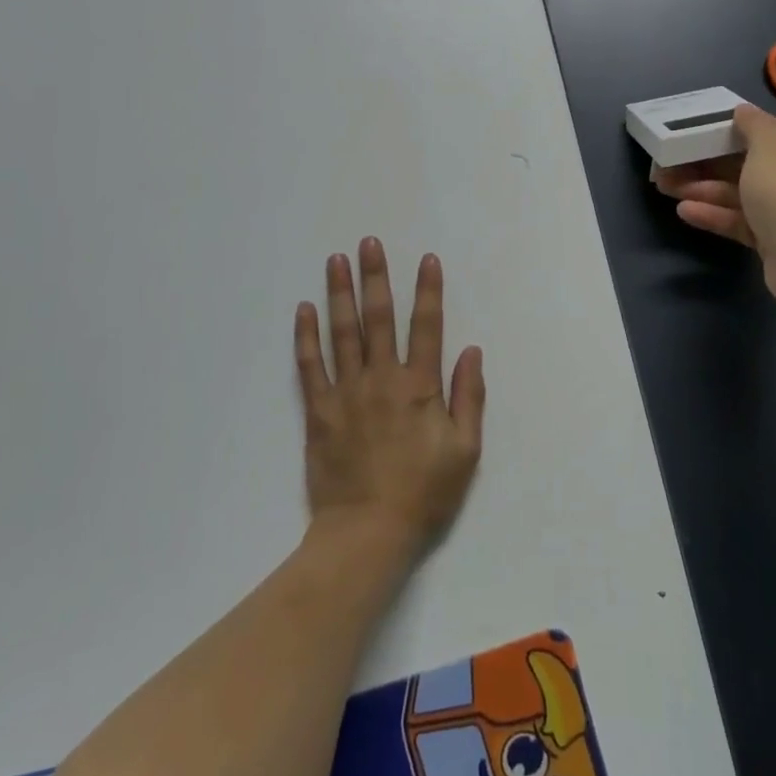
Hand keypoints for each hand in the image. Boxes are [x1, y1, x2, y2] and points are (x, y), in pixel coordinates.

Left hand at [294, 239, 485, 555]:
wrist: (367, 532)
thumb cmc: (423, 494)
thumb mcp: (464, 451)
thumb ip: (469, 398)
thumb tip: (471, 352)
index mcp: (419, 387)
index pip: (426, 327)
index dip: (428, 291)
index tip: (426, 259)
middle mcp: (382, 379)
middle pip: (378, 318)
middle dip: (375, 277)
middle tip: (368, 243)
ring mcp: (346, 393)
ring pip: (342, 333)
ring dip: (339, 293)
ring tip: (335, 260)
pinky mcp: (319, 411)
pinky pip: (310, 366)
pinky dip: (306, 336)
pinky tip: (304, 309)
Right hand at [654, 105, 775, 315]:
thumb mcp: (769, 143)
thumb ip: (752, 124)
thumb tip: (742, 111)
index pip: (768, 130)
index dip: (731, 129)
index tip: (696, 131)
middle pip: (747, 163)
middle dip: (706, 162)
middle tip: (669, 162)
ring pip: (740, 193)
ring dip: (703, 188)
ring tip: (665, 186)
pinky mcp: (774, 239)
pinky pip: (740, 221)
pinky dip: (714, 214)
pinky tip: (684, 211)